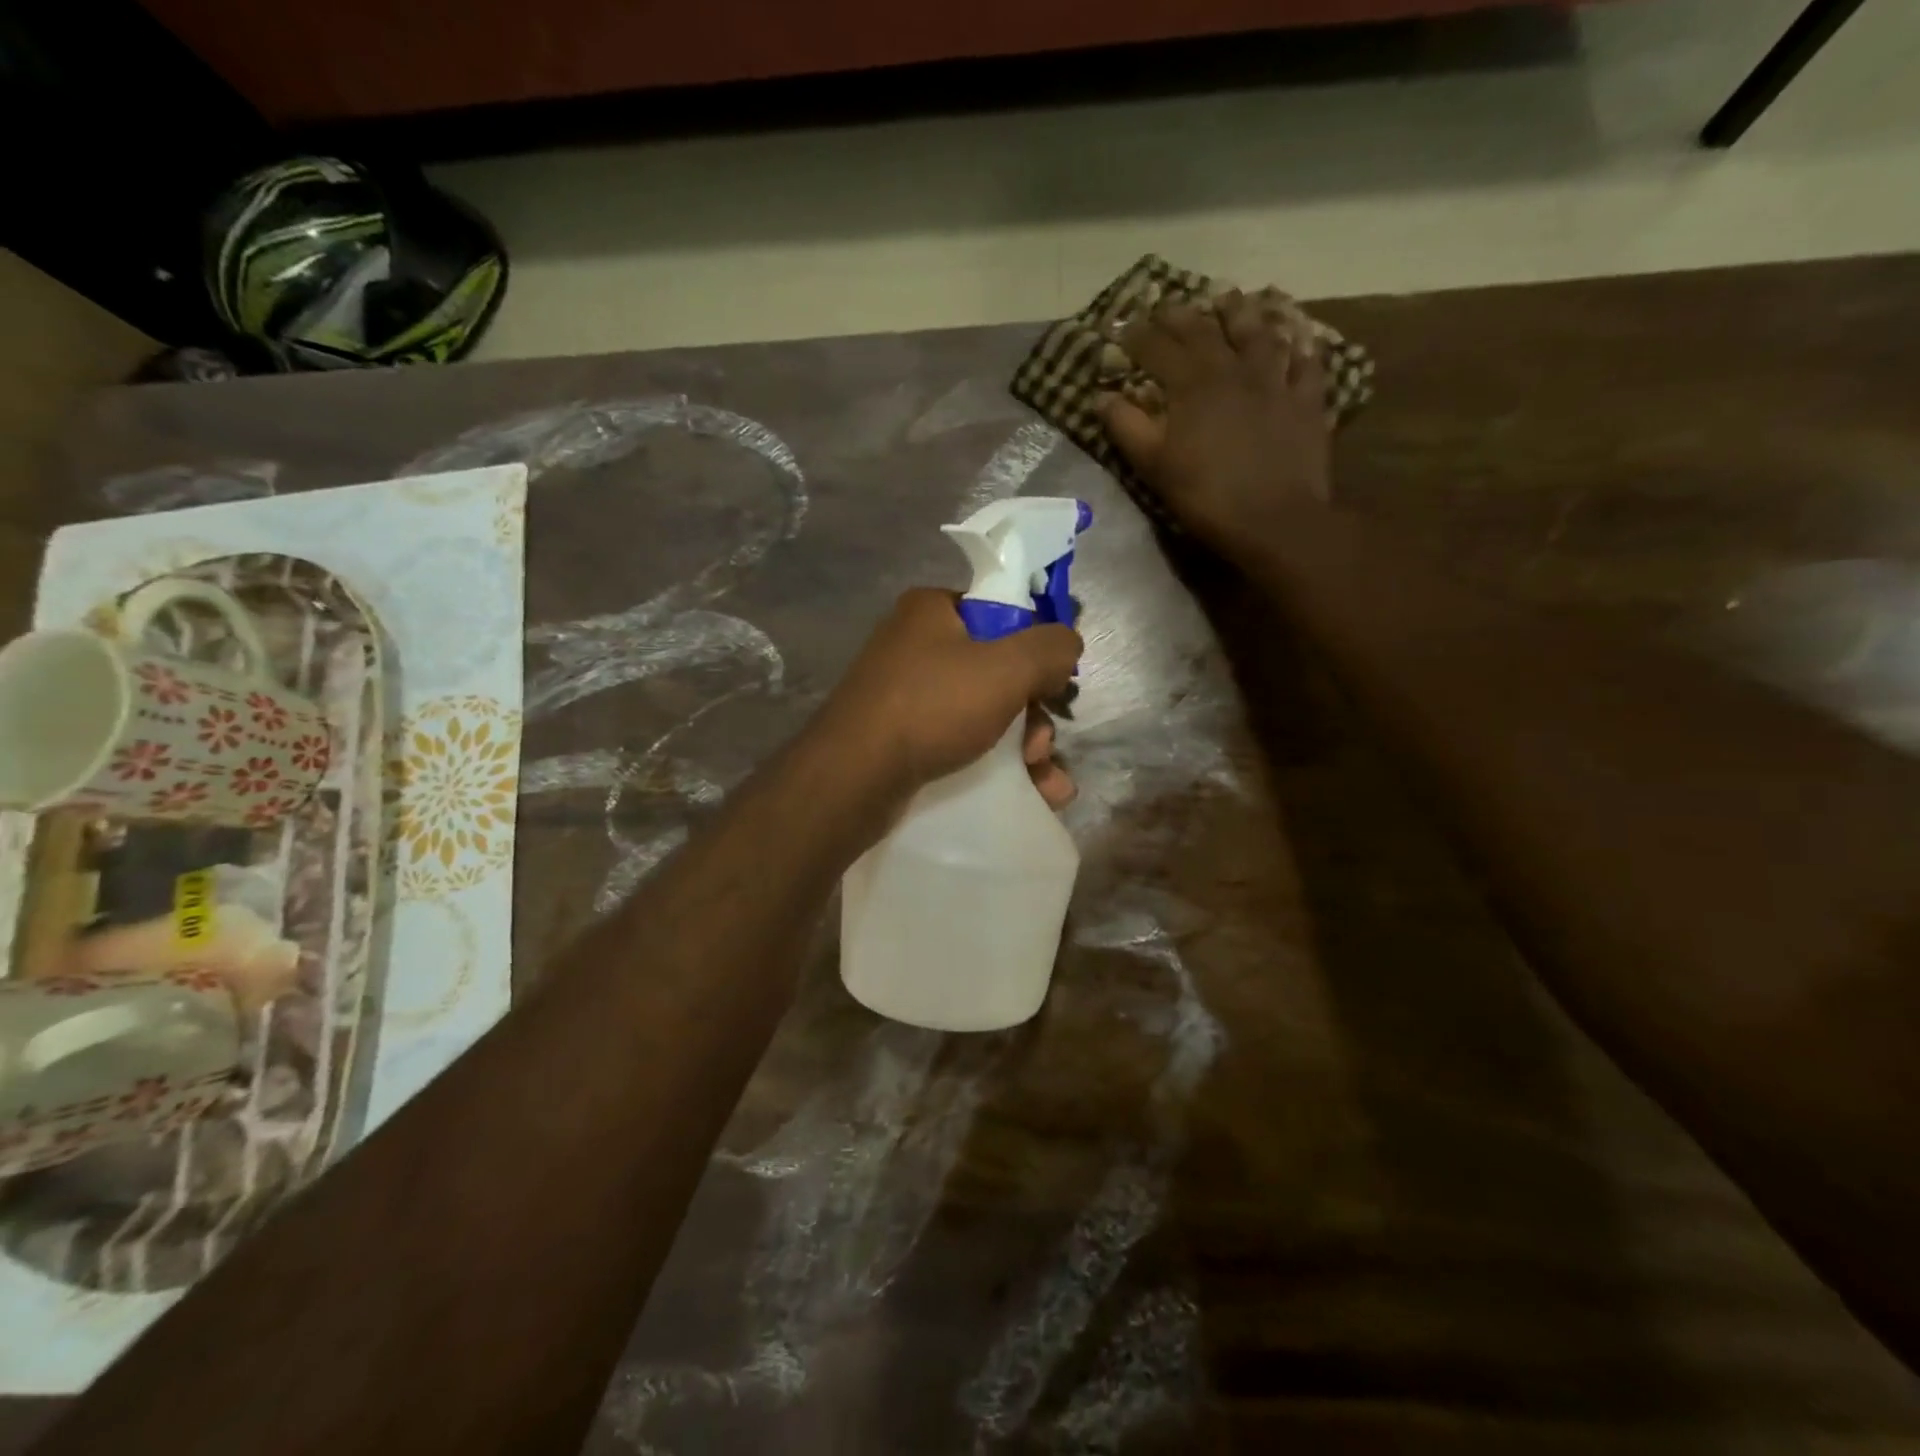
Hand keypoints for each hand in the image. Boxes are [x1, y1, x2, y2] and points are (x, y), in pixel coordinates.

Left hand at [821, 589, 1080, 802]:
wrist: (853, 778)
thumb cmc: (932, 707)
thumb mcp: (1006, 668)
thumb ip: (1051, 647)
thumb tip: (1069, 644)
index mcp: (932, 610)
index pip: (1001, 613)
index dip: (1035, 648)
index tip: (1054, 685)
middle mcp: (916, 645)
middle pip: (998, 670)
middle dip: (1033, 713)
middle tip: (1040, 745)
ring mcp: (906, 694)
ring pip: (985, 713)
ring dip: (1026, 747)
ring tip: (1046, 781)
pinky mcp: (902, 737)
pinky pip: (962, 741)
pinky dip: (998, 764)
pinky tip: (1033, 793)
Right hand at [1098, 289, 1331, 554]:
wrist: (1275, 519)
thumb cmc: (1206, 496)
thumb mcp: (1154, 466)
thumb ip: (1126, 427)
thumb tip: (1101, 397)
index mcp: (1191, 385)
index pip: (1157, 348)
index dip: (1136, 336)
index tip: (1120, 327)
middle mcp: (1233, 369)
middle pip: (1204, 330)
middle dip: (1180, 315)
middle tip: (1166, 305)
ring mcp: (1275, 380)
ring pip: (1257, 332)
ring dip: (1240, 313)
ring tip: (1228, 299)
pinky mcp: (1307, 399)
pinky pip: (1305, 361)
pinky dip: (1298, 345)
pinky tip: (1295, 338)